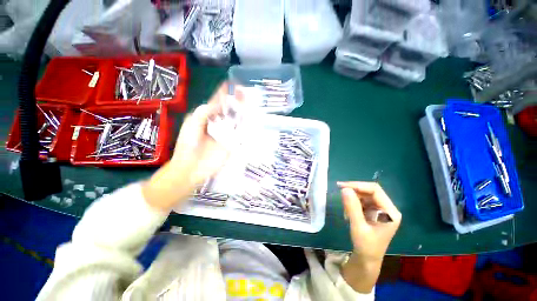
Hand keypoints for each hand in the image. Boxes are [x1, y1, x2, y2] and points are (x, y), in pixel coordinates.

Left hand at [142, 83, 239, 211]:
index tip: (230, 84)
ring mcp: (226, 134)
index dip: (223, 94)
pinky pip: (240, 133)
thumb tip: (217, 104)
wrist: (191, 168)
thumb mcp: (191, 125)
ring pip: (236, 120)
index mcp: (206, 118)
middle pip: (229, 111)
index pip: (217, 103)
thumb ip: (203, 113)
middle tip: (243, 92)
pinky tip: (251, 118)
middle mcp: (218, 124)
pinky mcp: (232, 143)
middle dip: (236, 101)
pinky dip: (246, 126)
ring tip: (249, 102)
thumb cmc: (188, 145)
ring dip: (242, 112)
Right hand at [338, 181, 401, 292]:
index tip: (342, 186)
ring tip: (345, 209)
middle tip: (340, 191)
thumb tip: (344, 189)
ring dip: (353, 198)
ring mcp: (381, 210)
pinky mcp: (374, 212)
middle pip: (370, 191)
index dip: (358, 185)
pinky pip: (363, 201)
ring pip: (365, 195)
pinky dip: (354, 203)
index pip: (375, 190)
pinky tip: (348, 212)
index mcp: (390, 212)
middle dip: (355, 190)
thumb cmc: (365, 246)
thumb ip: (352, 207)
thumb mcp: (358, 227)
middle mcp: (387, 208)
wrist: (367, 259)